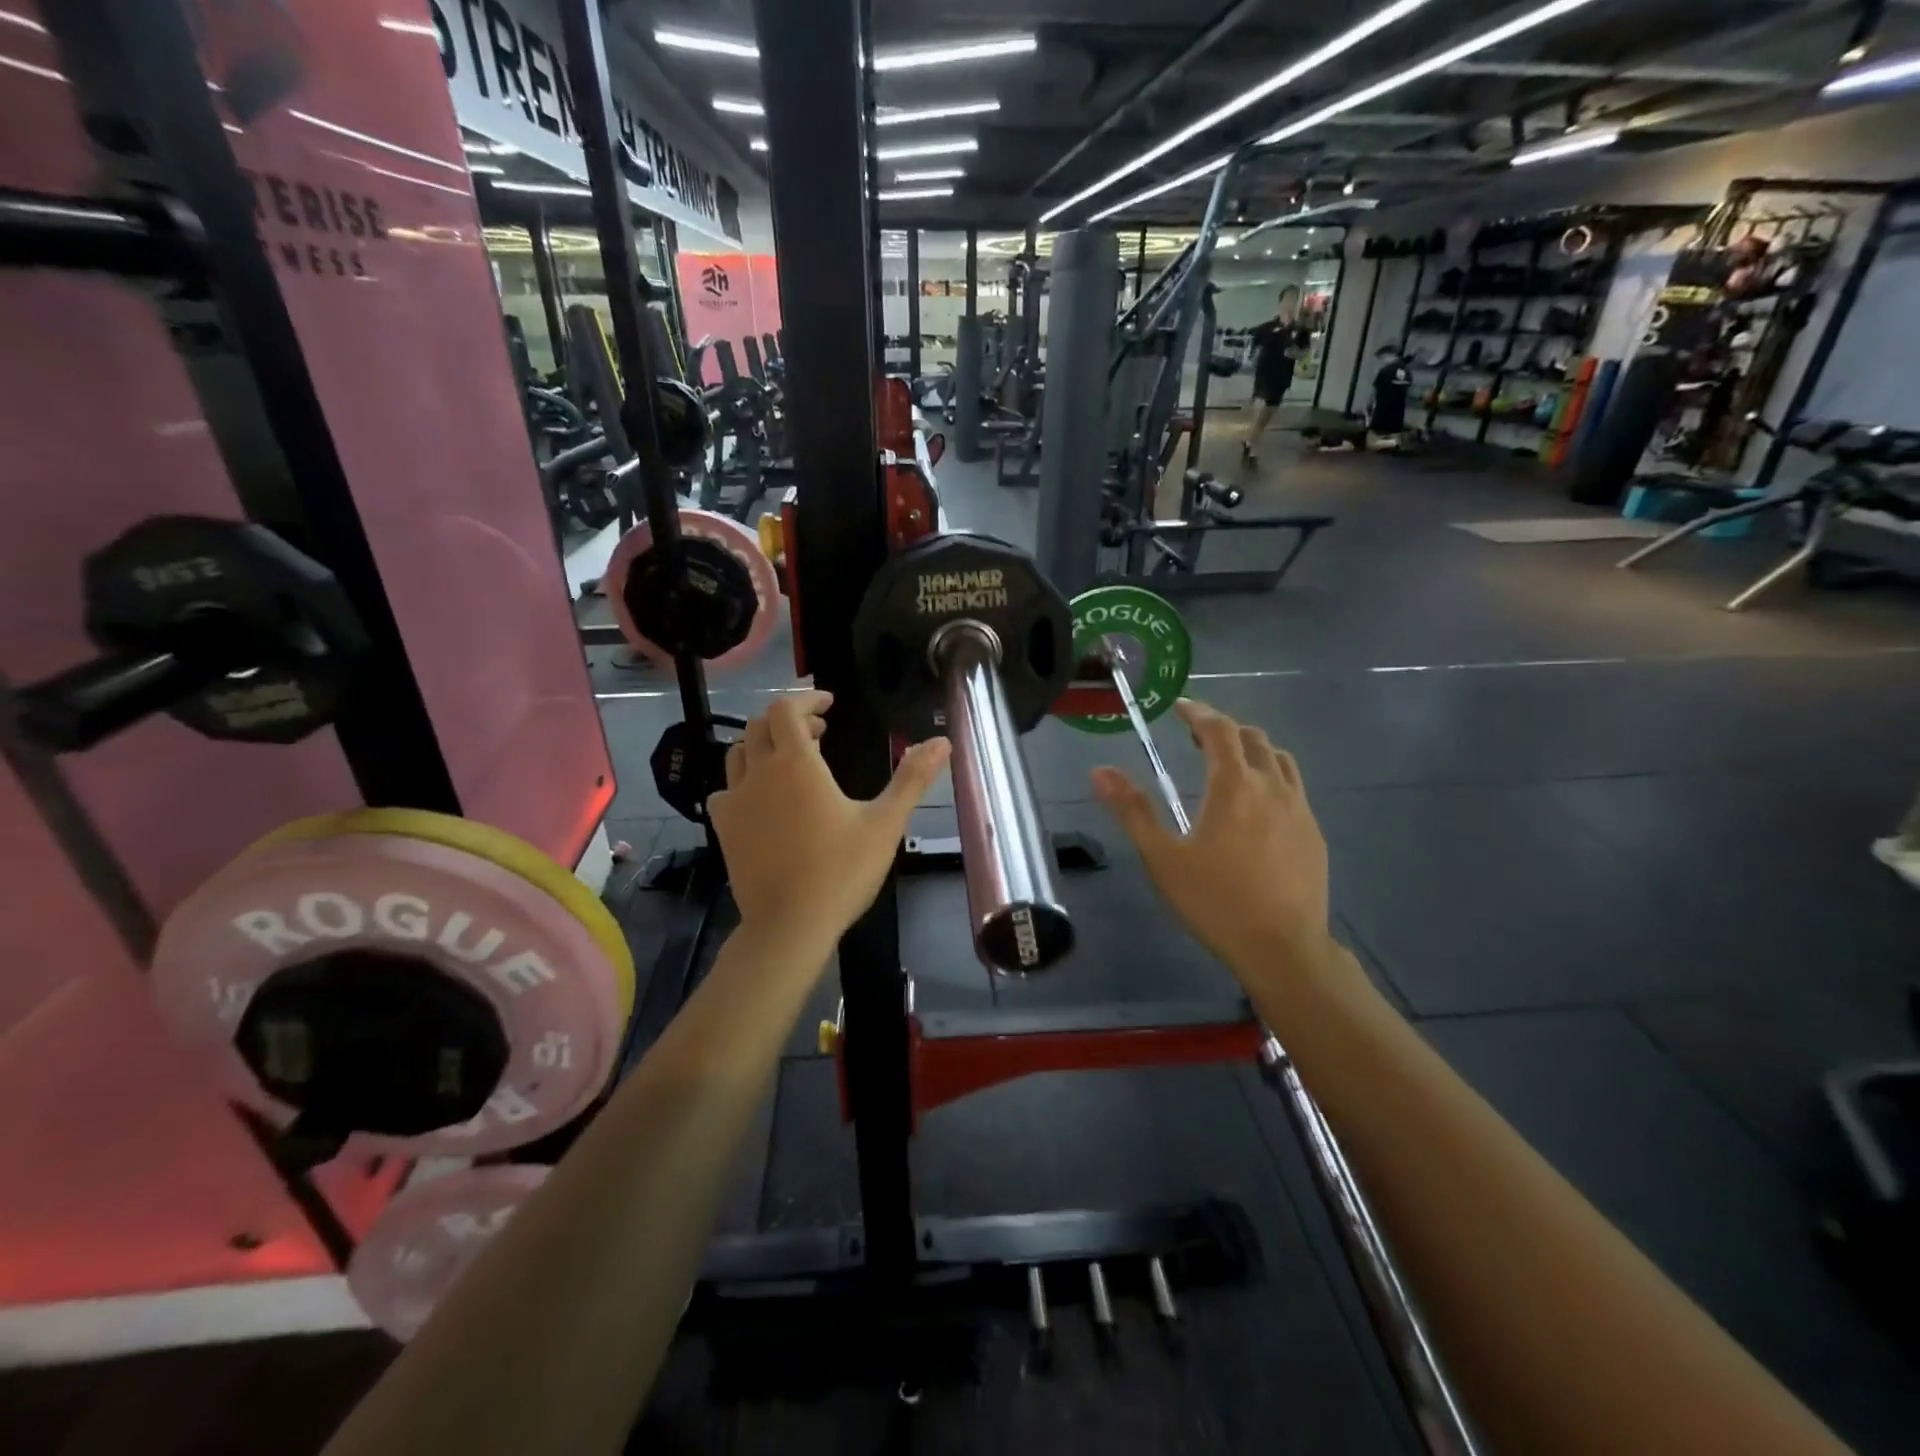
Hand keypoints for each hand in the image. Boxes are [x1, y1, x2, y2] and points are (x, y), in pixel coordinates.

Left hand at [708, 691, 950, 955]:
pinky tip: (760, 798)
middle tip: (819, 732)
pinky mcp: (724, 827)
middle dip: (789, 720)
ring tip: (790, 759)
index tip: (829, 703)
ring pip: (739, 753)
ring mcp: (736, 800)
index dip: (807, 699)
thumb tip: (942, 741)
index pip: (787, 709)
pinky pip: (724, 789)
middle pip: (761, 726)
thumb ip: (913, 778)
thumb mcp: (886, 823)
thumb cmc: (842, 870)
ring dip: (764, 745)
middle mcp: (760, 772)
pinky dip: (742, 781)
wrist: (789, 924)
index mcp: (798, 764)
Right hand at [1091, 700, 1331, 986]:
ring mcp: (1300, 809)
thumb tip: (1100, 771)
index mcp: (1234, 786)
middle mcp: (1272, 787)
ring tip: (1229, 765)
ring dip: (1251, 750)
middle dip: (1223, 729)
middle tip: (1196, 739)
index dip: (1198, 712)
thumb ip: (1132, 810)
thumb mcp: (1162, 858)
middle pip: (1252, 738)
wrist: (1283, 948)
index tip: (1180, 707)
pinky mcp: (1314, 833)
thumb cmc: (1215, 902)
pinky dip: (1271, 778)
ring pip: (1279, 759)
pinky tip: (1257, 807)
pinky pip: (1293, 788)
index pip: (1219, 730)